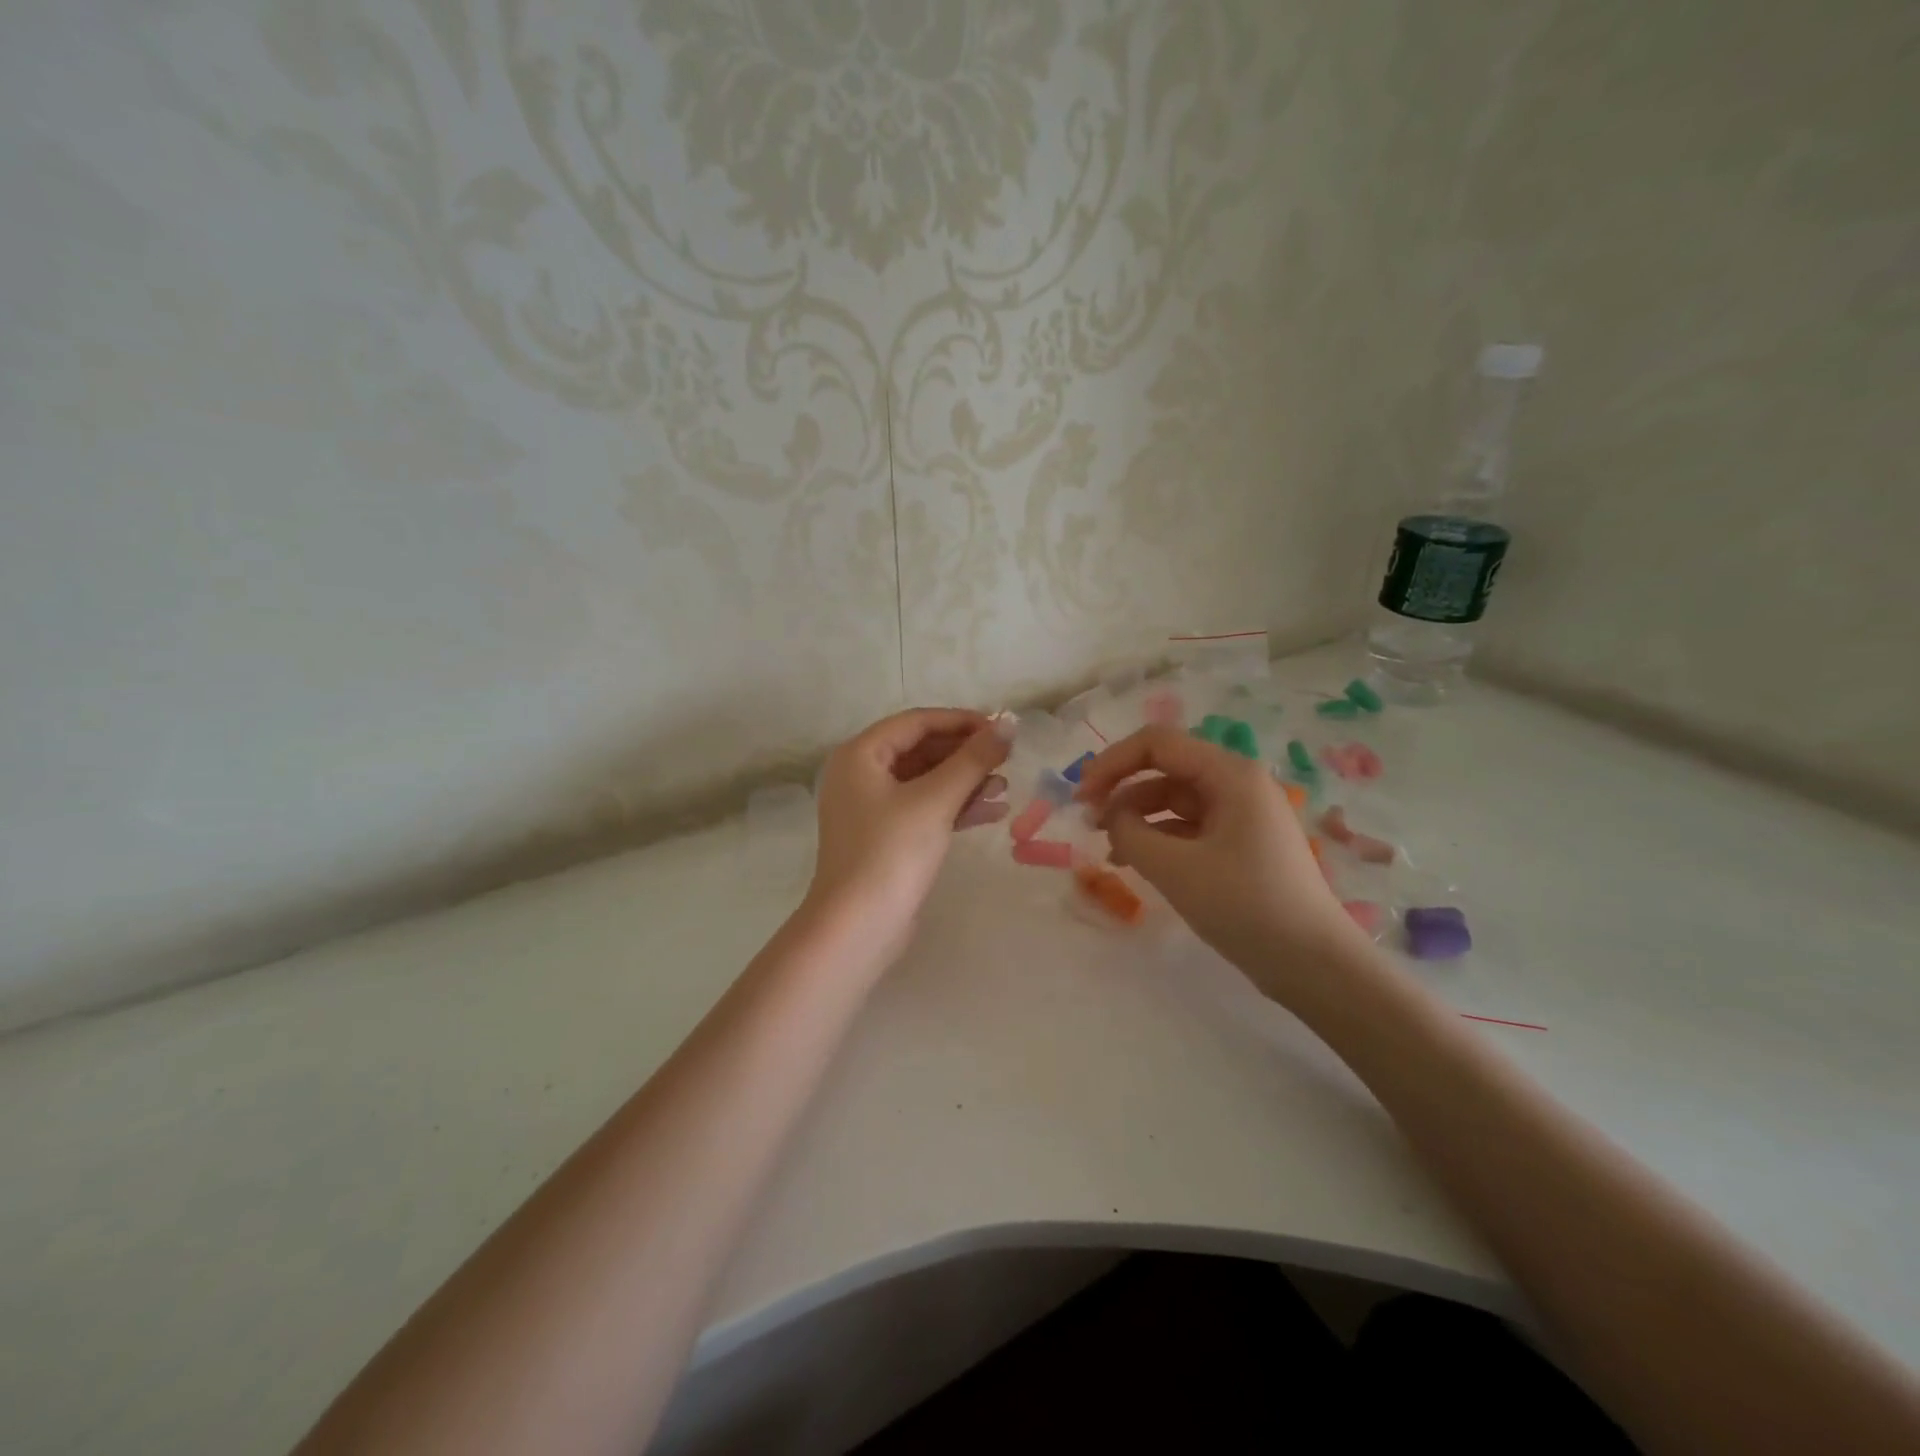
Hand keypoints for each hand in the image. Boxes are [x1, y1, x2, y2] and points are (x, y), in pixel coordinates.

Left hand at [808, 709, 1011, 959]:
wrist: (858, 927)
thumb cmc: (891, 852)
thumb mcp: (936, 800)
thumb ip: (973, 759)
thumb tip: (1010, 723)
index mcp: (861, 755)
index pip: (917, 722)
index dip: (962, 721)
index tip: (1002, 729)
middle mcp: (861, 774)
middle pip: (922, 750)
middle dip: (965, 754)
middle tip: (1008, 758)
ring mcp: (872, 808)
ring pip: (926, 781)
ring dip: (965, 781)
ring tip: (1005, 786)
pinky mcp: (886, 837)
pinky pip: (924, 808)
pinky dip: (955, 807)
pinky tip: (993, 812)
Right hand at [1074, 726, 1358, 998]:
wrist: (1313, 964)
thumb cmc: (1245, 905)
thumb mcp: (1175, 868)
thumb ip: (1129, 832)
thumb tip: (1112, 817)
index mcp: (1230, 774)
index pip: (1157, 743)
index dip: (1112, 762)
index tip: (1081, 796)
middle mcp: (1237, 784)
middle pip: (1165, 769)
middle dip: (1122, 791)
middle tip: (1088, 823)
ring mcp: (1241, 815)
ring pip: (1174, 800)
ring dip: (1136, 817)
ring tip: (1109, 850)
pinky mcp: (1240, 844)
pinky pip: (1189, 827)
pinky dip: (1158, 839)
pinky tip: (1135, 863)